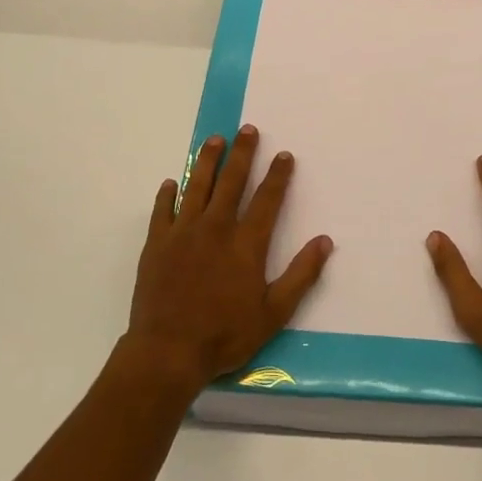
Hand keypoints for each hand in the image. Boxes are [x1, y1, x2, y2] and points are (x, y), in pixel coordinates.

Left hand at [122, 125, 332, 397]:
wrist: (167, 351)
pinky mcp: (157, 244)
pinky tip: (172, 183)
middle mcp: (216, 228)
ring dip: (207, 161)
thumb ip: (301, 275)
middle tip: (247, 129)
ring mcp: (182, 233)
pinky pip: (162, 210)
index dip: (278, 175)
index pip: (267, 199)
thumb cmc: (225, 334)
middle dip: (242, 153)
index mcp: (246, 244)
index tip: (284, 155)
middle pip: (231, 181)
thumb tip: (325, 241)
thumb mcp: (274, 312)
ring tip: (214, 140)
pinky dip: (168, 194)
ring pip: (197, 186)